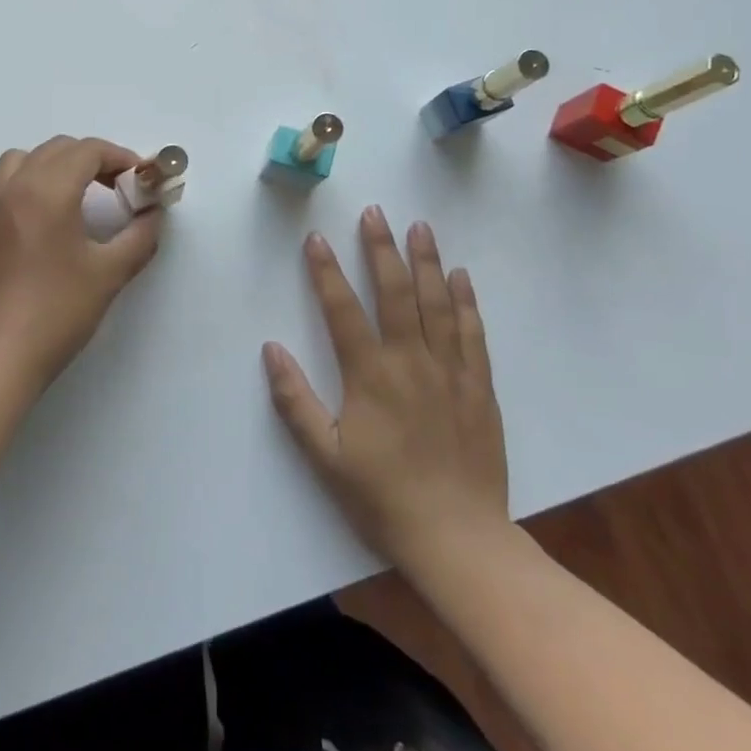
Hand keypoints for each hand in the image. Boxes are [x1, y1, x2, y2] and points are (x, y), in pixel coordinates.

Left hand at [0, 136, 163, 391]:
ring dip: (57, 164)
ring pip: (25, 159)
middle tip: (120, 189)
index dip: (120, 157)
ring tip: (81, 196)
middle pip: (57, 149)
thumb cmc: (55, 313)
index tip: (142, 181)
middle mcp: (15, 188)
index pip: (87, 150)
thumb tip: (153, 217)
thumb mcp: (108, 275)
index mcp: (46, 190)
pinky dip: (34, 182)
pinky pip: (9, 184)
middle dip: (93, 159)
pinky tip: (52, 222)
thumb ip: (139, 238)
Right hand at [263, 206, 510, 568]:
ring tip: (420, 227)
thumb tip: (270, 348)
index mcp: (370, 375)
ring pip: (437, 304)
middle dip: (381, 249)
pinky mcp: (479, 387)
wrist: (458, 538)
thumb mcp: (324, 456)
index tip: (317, 238)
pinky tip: (461, 277)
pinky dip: (466, 301)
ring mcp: (450, 371)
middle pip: (395, 293)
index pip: (342, 310)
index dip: (326, 272)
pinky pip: (472, 333)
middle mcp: (411, 361)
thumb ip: (294, 400)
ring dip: (427, 262)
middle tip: (375, 212)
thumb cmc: (382, 497)